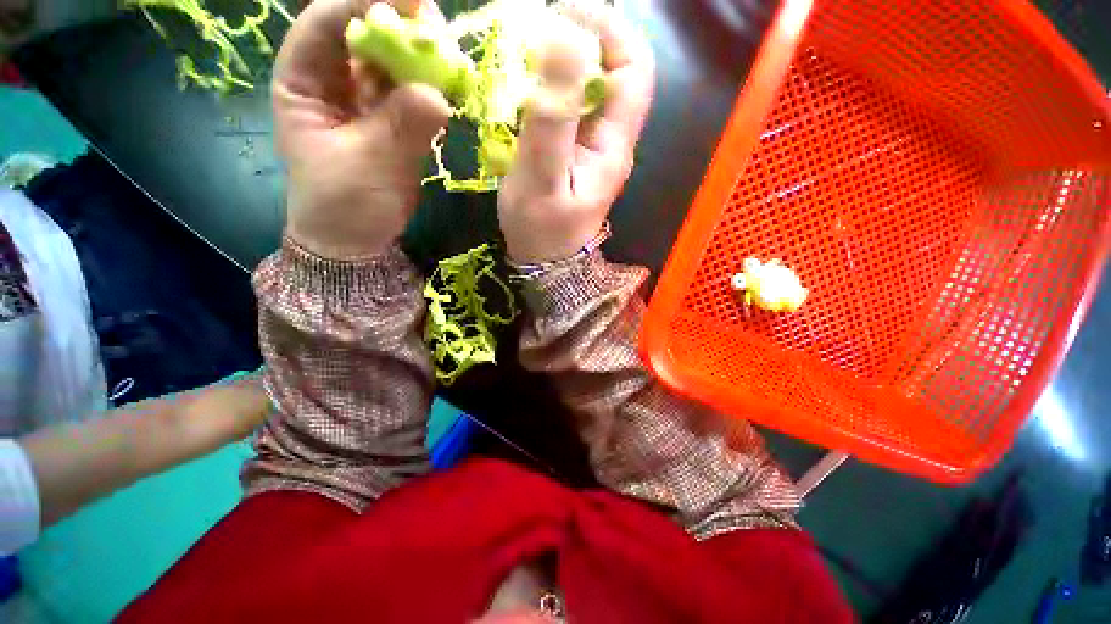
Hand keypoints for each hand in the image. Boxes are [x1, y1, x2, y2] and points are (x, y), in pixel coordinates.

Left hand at [273, 0, 449, 259]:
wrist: (357, 241)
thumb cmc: (345, 204)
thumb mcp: (369, 165)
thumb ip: (401, 127)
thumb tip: (439, 95)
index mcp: (303, 81)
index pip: (327, 23)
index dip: (365, 3)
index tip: (411, 4)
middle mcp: (333, 81)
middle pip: (364, 35)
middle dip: (400, 29)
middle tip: (439, 32)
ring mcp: (366, 102)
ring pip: (392, 64)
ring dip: (421, 60)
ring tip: (451, 63)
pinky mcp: (393, 123)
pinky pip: (412, 95)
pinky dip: (431, 90)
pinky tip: (450, 90)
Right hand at [498, 2, 654, 263]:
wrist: (545, 261)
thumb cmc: (542, 230)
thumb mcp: (543, 178)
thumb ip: (554, 117)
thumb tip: (566, 40)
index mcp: (614, 144)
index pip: (635, 68)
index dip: (608, 31)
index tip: (561, 17)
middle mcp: (611, 138)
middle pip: (615, 68)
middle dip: (581, 38)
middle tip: (534, 34)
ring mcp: (594, 144)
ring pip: (592, 83)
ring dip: (563, 58)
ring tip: (525, 55)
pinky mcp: (576, 149)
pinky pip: (571, 103)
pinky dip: (551, 83)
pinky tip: (527, 86)